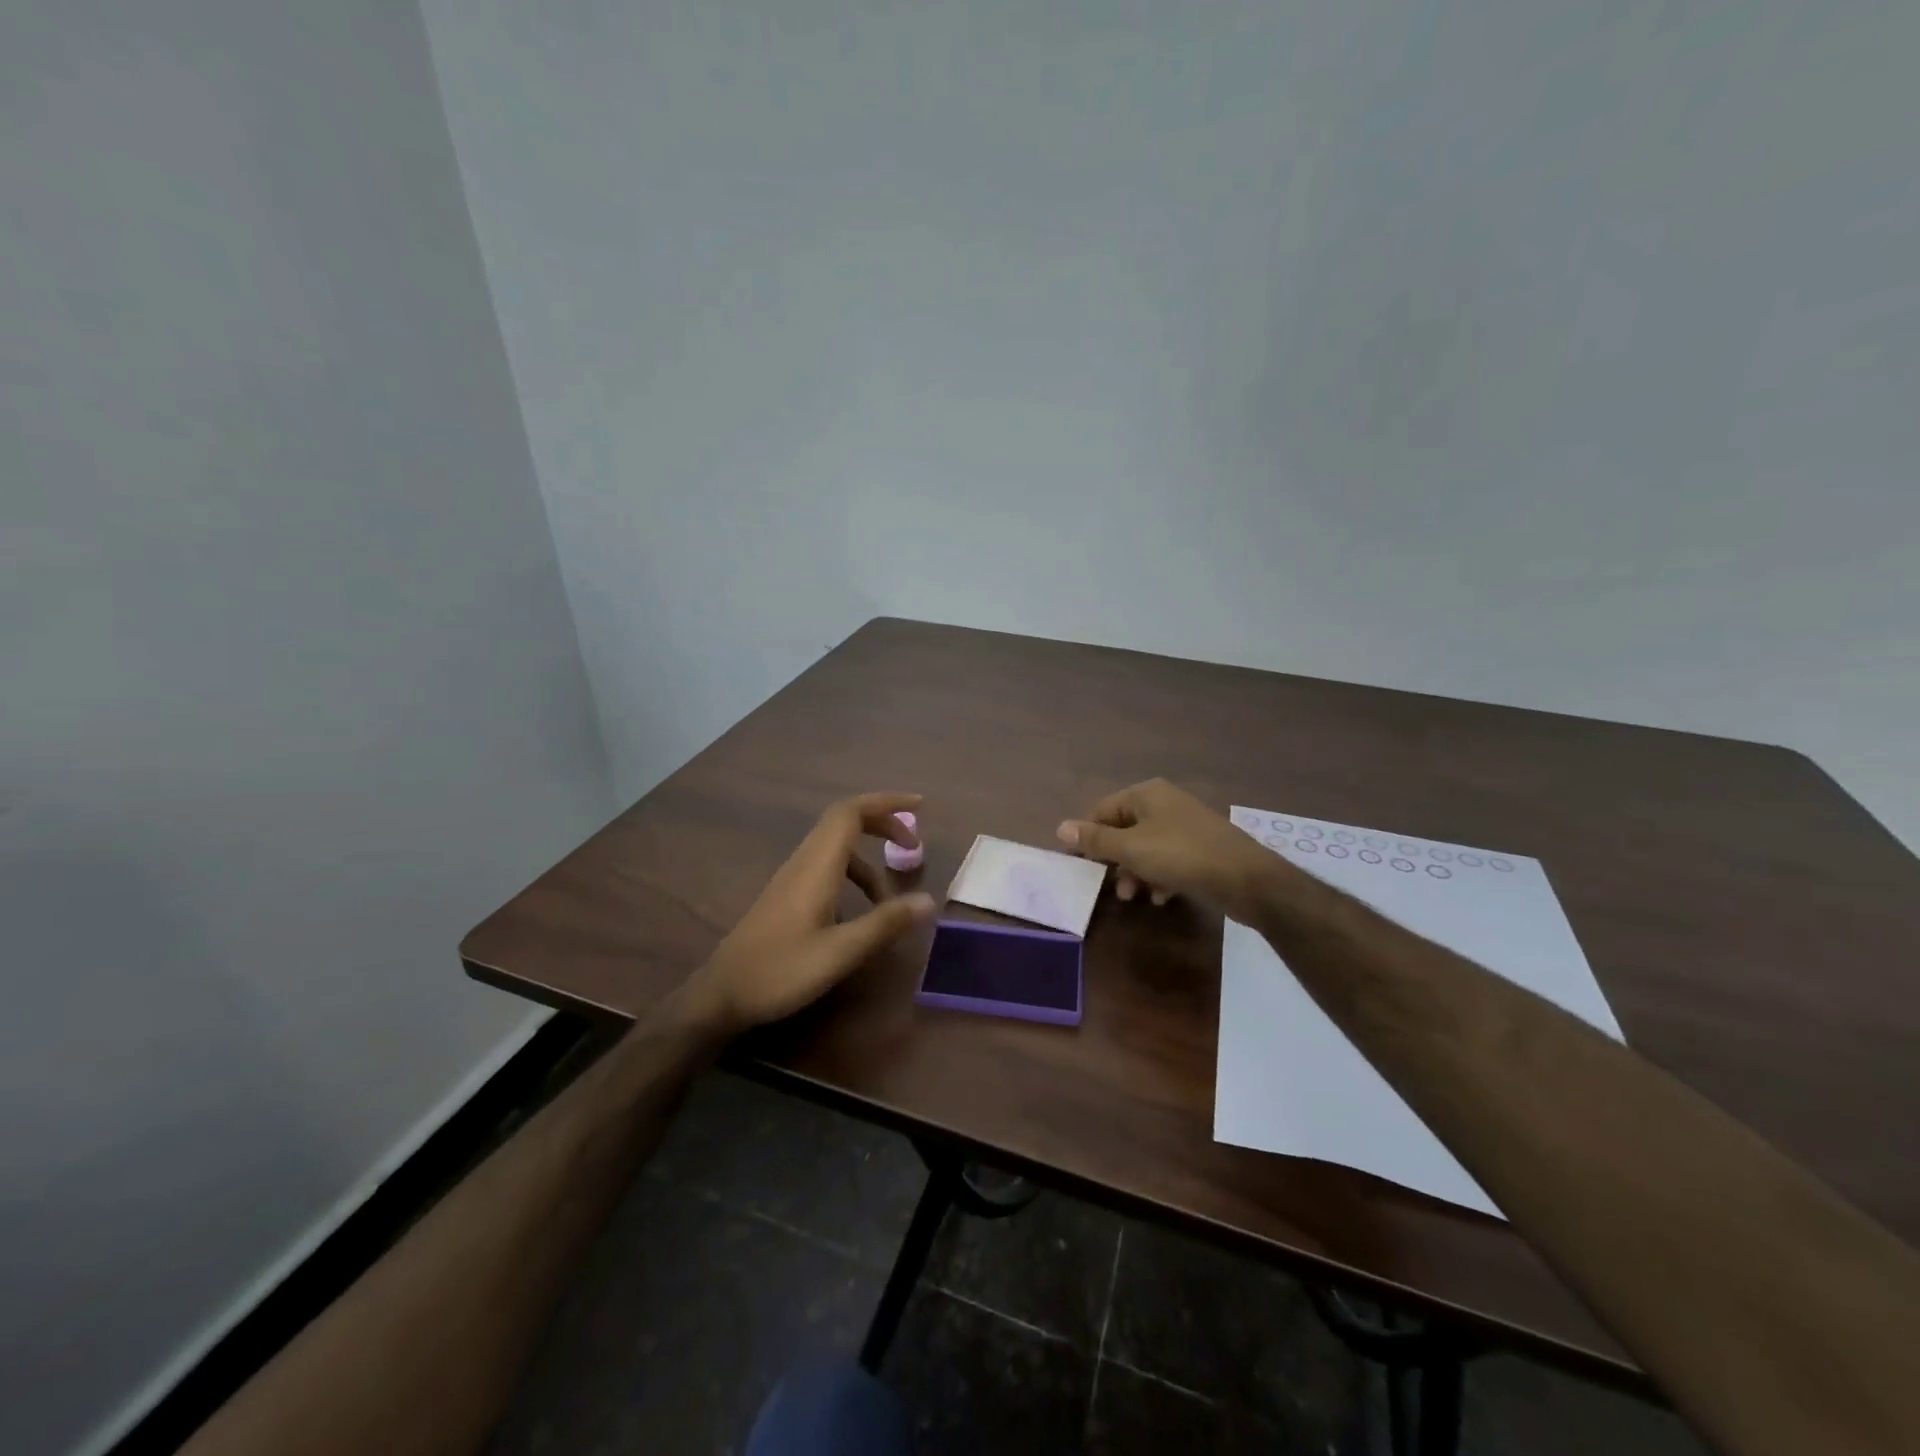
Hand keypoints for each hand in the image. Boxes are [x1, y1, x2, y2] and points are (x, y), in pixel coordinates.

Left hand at [684, 793, 936, 1035]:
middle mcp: (804, 862)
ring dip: (869, 859)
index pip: (851, 812)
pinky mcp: (787, 895)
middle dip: (882, 824)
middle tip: (913, 846)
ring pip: (837, 847)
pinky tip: (859, 913)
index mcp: (817, 866)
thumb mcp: (841, 952)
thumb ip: (885, 923)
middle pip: (844, 821)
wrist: (721, 994)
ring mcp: (792, 877)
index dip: (886, 802)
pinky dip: (853, 876)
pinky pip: (827, 867)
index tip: (919, 806)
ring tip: (890, 898)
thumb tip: (929, 901)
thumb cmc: (781, 971)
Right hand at [1057, 778, 1273, 917]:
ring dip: (1136, 872)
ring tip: (1135, 897)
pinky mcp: (1201, 847)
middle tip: (1111, 886)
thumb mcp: (1131, 849)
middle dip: (1115, 859)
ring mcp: (1185, 824)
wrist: (1246, 878)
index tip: (1081, 865)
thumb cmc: (1181, 856)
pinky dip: (1159, 876)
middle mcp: (1164, 803)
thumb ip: (1096, 839)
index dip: (1088, 837)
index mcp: (1146, 794)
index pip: (1102, 810)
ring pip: (1146, 847)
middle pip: (1125, 829)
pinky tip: (1161, 898)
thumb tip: (1061, 827)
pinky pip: (1169, 859)